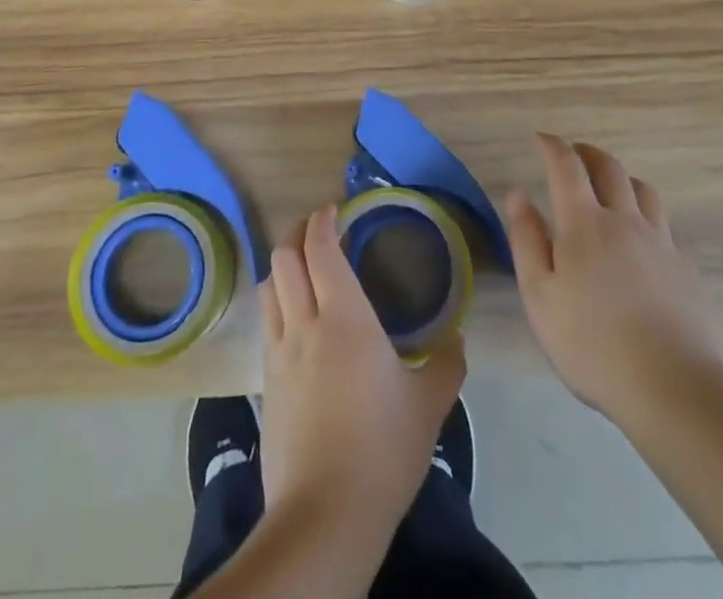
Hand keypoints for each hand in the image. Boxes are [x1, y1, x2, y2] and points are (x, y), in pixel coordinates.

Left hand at [258, 205, 465, 533]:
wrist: (325, 514)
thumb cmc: (382, 450)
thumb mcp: (429, 407)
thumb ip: (447, 365)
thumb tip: (456, 341)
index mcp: (345, 318)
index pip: (321, 248)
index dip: (322, 220)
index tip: (334, 209)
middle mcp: (305, 323)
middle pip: (284, 257)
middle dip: (298, 232)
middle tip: (318, 229)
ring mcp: (279, 353)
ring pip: (269, 286)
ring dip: (282, 264)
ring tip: (302, 266)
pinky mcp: (266, 382)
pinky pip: (267, 323)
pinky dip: (277, 301)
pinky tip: (295, 318)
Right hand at [505, 134, 722, 420]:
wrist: (674, 388)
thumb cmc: (592, 344)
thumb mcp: (540, 296)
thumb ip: (526, 240)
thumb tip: (519, 194)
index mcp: (585, 223)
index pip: (567, 166)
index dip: (553, 146)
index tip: (541, 138)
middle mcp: (625, 220)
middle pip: (610, 167)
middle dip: (587, 152)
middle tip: (574, 154)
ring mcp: (660, 243)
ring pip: (643, 190)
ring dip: (621, 178)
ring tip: (609, 188)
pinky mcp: (685, 269)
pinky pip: (662, 224)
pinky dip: (644, 215)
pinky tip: (639, 239)